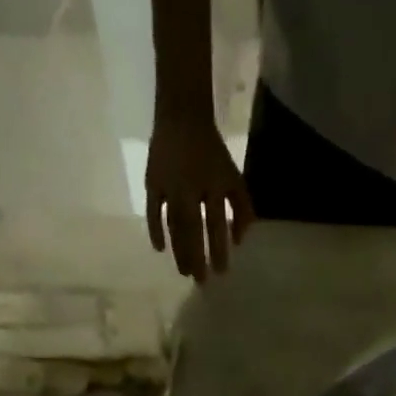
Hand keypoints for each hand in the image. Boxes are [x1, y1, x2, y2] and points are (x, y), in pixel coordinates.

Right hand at [145, 111, 253, 279]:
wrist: (182, 114)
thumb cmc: (212, 152)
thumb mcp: (233, 177)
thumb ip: (242, 208)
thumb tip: (239, 242)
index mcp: (213, 183)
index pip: (217, 223)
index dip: (219, 249)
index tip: (221, 272)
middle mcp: (190, 186)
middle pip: (194, 228)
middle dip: (198, 256)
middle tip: (201, 281)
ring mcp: (169, 184)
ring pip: (174, 224)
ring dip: (179, 250)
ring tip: (184, 271)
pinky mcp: (153, 181)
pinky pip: (153, 210)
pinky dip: (155, 229)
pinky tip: (159, 248)